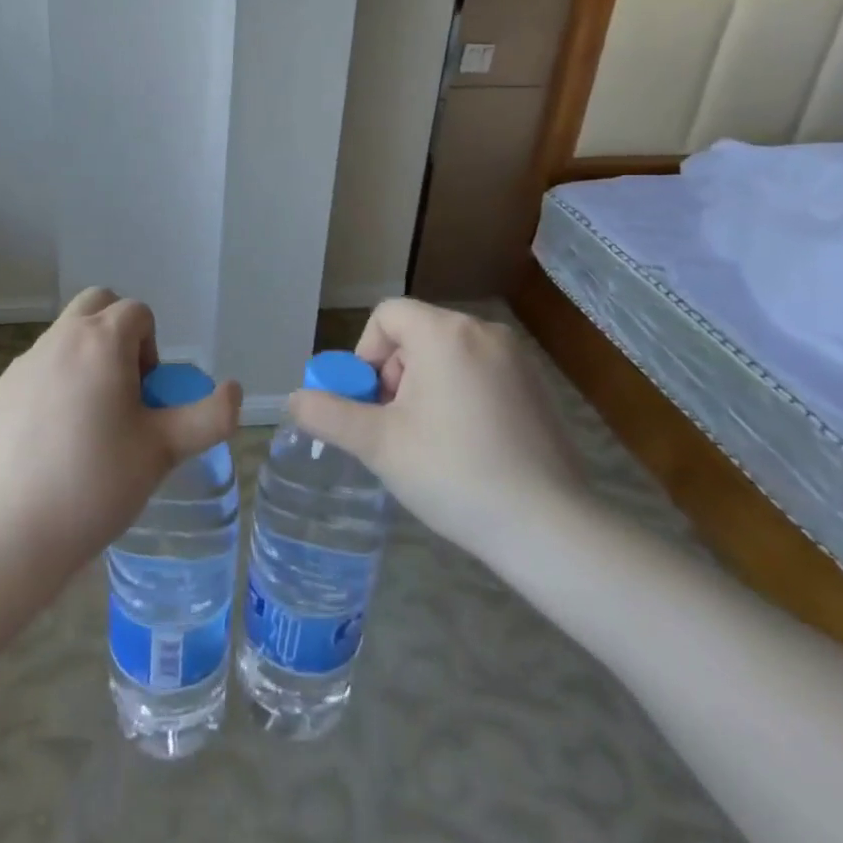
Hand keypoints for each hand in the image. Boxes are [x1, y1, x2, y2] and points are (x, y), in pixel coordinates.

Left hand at [0, 287, 241, 565]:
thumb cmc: (98, 483)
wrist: (13, 531)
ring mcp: (22, 364)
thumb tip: (234, 391)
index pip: (137, 312)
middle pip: (96, 304)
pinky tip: (51, 441)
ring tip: (89, 421)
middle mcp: (59, 339)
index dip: (152, 347)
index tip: (147, 394)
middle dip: (117, 332)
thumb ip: (210, 416)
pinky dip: (51, 386)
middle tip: (123, 389)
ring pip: (63, 337)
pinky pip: (35, 372)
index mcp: (102, 342)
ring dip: (84, 359)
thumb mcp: (165, 450)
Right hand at [288, 299, 588, 562]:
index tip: (371, 403)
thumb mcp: (378, 444)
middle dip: (394, 377)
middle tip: (396, 429)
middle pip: (416, 335)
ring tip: (430, 443)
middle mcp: (484, 331)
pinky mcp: (538, 387)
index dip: (366, 354)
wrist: (548, 526)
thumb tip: (294, 400)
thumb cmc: (453, 473)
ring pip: (447, 356)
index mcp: (445, 333)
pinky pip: (480, 374)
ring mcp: (517, 359)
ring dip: (424, 389)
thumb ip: (328, 414)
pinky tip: (467, 448)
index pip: (387, 316)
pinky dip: (460, 397)